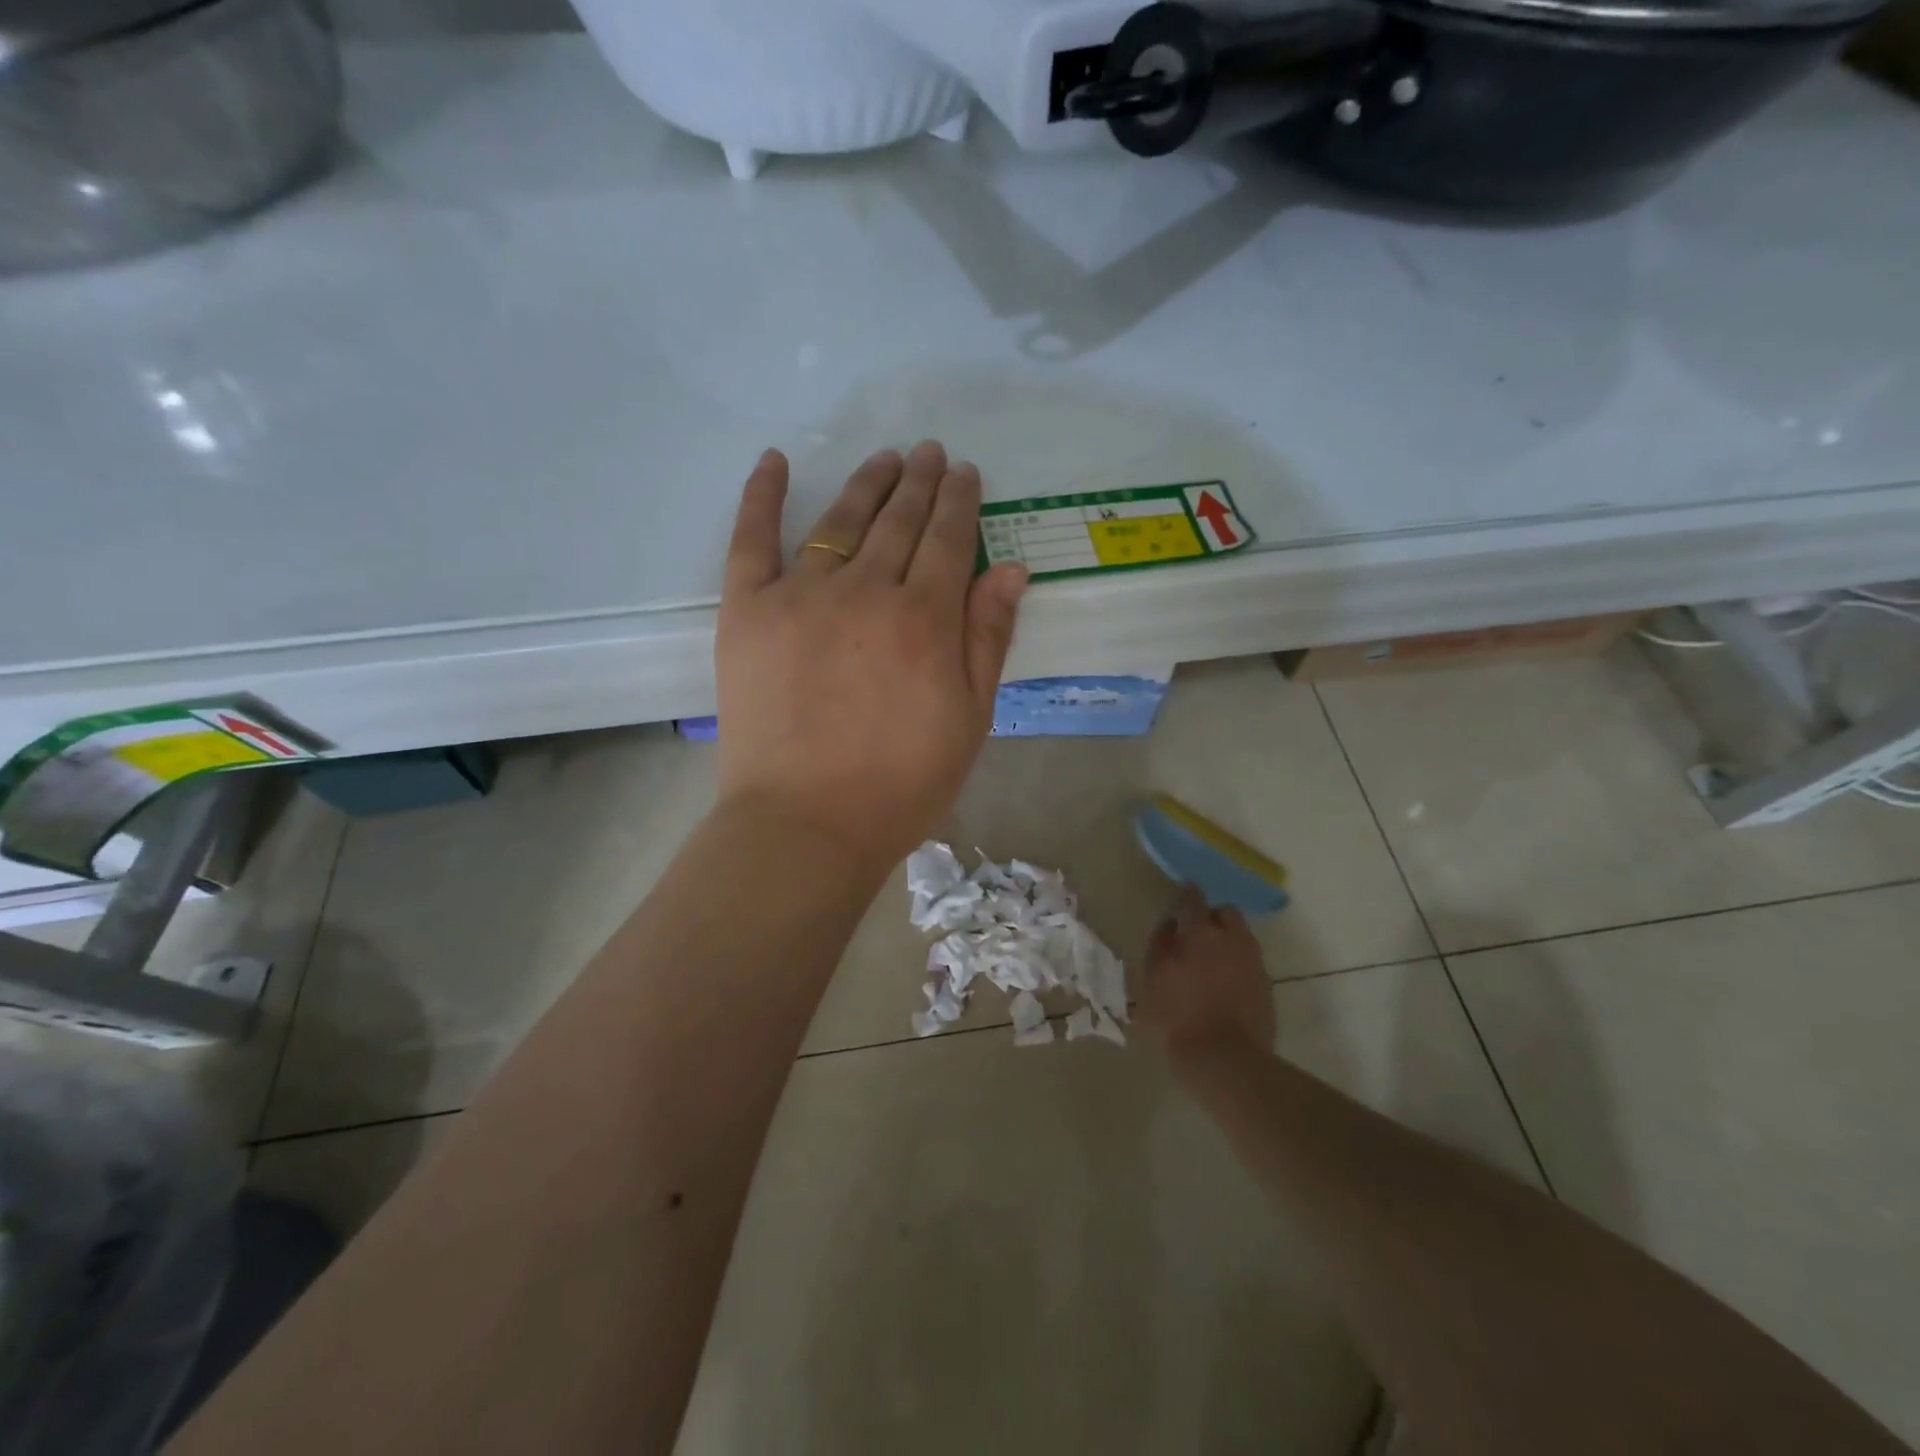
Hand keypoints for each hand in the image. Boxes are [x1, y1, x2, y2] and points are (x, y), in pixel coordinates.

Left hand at [714, 442, 1027, 873]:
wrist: (805, 824)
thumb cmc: (900, 784)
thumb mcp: (969, 720)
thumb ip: (987, 638)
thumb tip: (1010, 569)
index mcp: (924, 619)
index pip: (948, 539)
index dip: (960, 501)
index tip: (965, 474)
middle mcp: (866, 591)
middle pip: (899, 520)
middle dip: (920, 482)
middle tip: (930, 453)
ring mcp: (800, 595)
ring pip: (841, 520)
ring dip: (867, 483)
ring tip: (885, 459)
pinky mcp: (747, 610)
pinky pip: (752, 538)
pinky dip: (762, 494)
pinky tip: (776, 460)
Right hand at [1142, 885, 1275, 1067]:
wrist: (1227, 1060)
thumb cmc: (1179, 1018)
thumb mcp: (1154, 979)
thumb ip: (1161, 944)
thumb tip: (1170, 924)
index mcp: (1199, 932)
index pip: (1192, 897)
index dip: (1184, 896)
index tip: (1177, 903)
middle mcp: (1231, 938)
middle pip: (1224, 912)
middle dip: (1210, 917)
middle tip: (1193, 937)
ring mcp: (1253, 960)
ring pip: (1240, 936)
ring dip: (1225, 940)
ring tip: (1208, 963)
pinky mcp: (1266, 984)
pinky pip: (1249, 960)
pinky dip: (1236, 963)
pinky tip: (1223, 984)